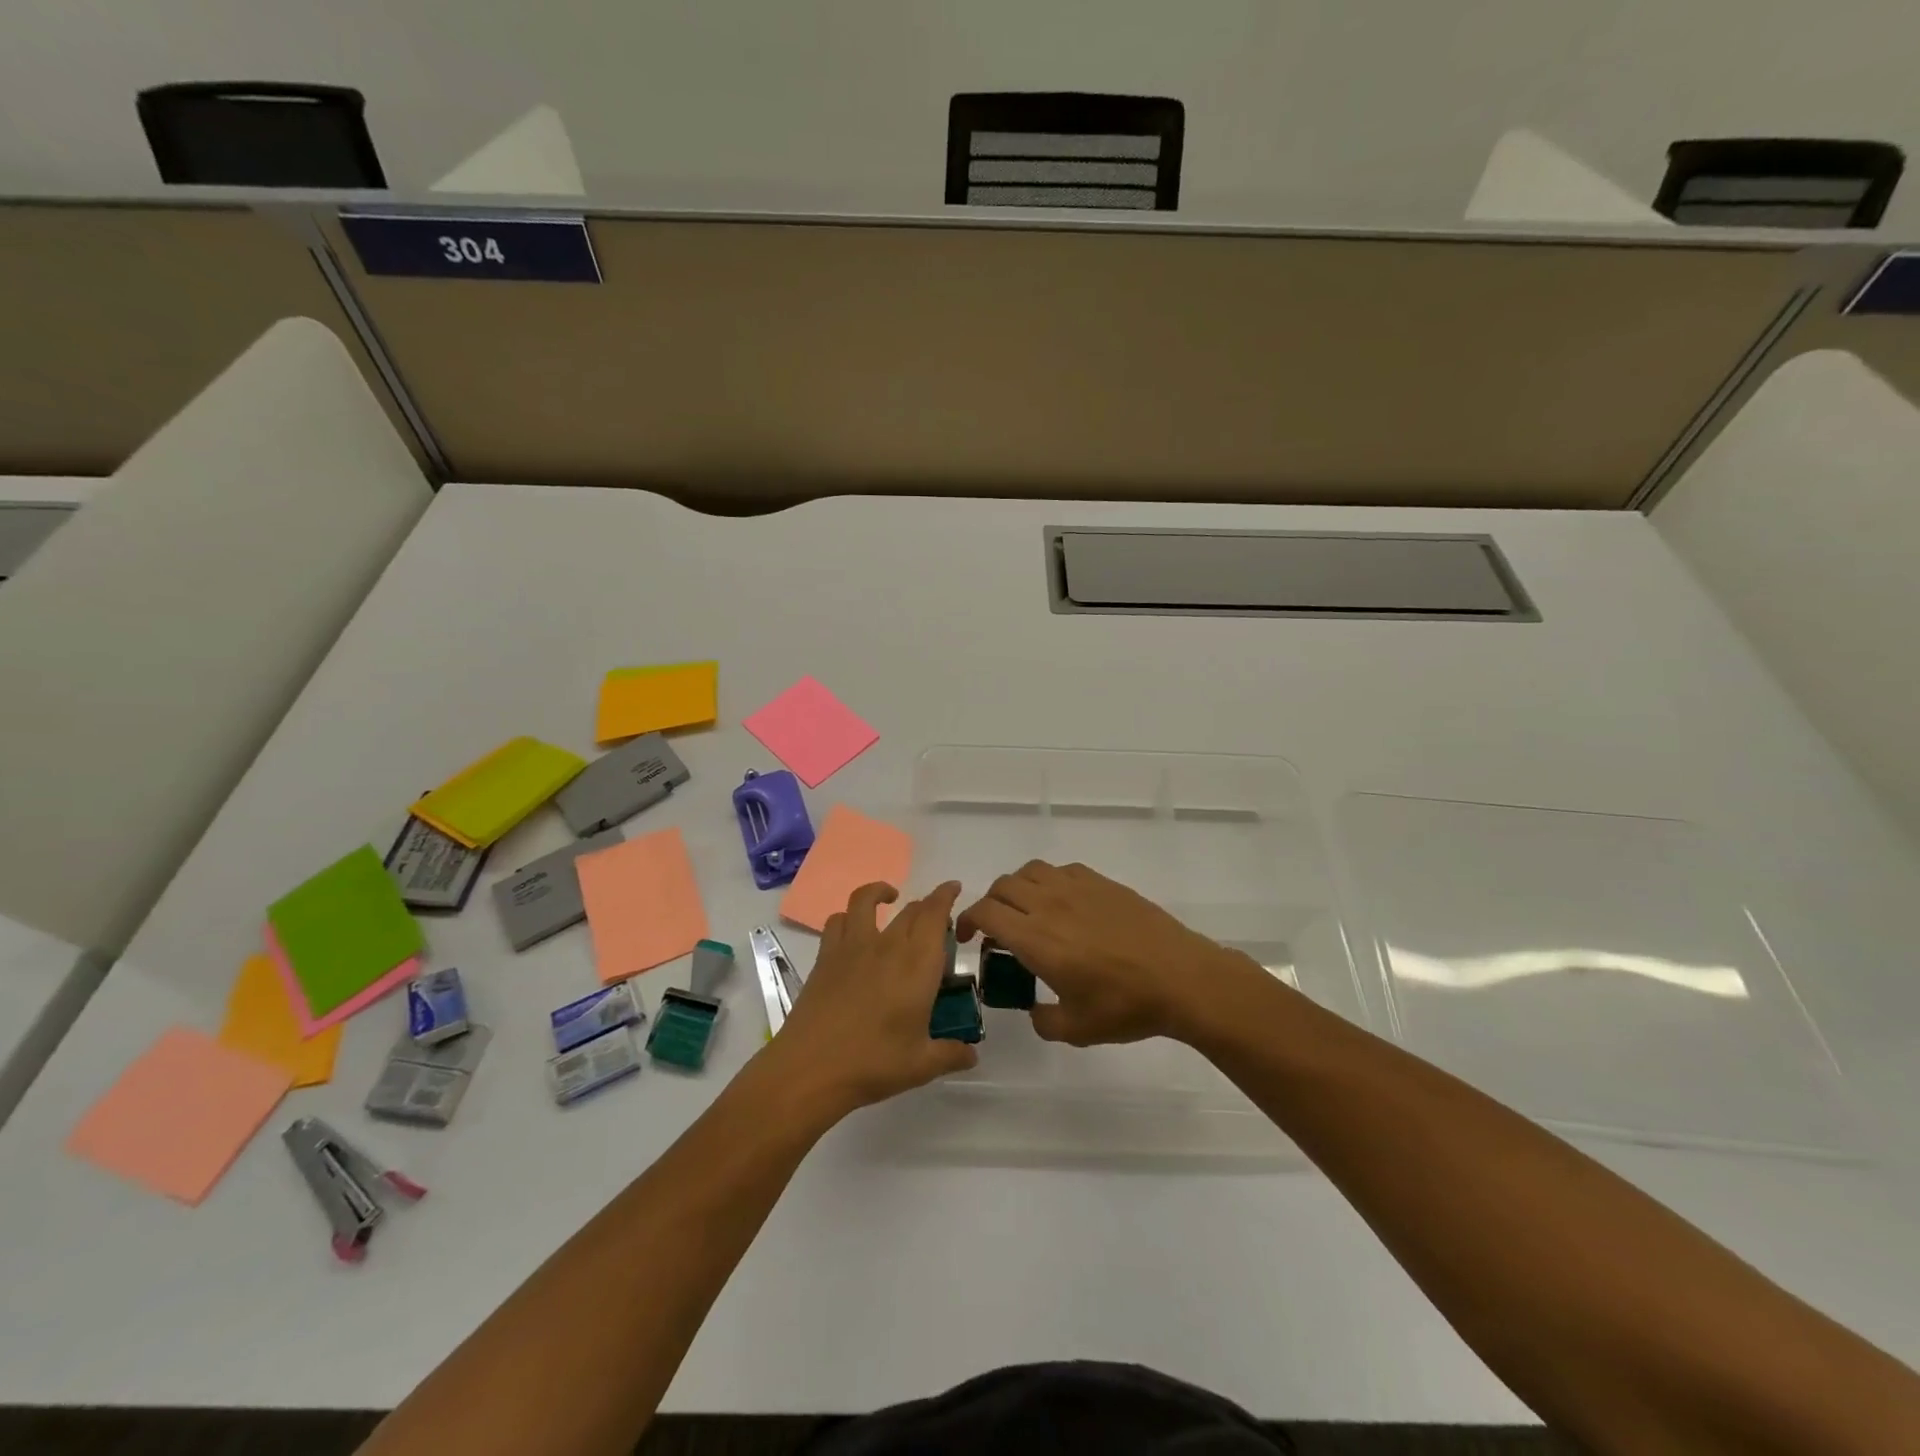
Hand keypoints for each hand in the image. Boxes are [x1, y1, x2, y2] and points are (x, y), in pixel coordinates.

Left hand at [763, 880, 976, 1117]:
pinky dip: (848, 917)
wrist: (811, 1069)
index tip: (953, 888)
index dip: (945, 895)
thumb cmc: (873, 1064)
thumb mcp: (921, 1065)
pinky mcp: (825, 957)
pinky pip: (837, 921)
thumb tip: (972, 1056)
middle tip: (934, 920)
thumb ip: (950, 1055)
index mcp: (917, 964)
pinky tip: (854, 931)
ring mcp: (852, 947)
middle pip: (910, 909)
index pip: (934, 914)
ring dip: (880, 892)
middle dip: (926, 906)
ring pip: (865, 900)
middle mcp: (887, 945)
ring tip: (889, 899)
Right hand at [957, 861, 1253, 1046]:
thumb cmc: (1126, 1006)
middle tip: (996, 931)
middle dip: (989, 905)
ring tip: (1026, 912)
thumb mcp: (1076, 1029)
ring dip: (1017, 888)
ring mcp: (1077, 888)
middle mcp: (1049, 905)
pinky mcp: (1101, 882)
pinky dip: (1048, 882)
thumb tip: (1034, 1011)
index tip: (967, 939)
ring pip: (1030, 871)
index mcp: (1036, 938)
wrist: (1180, 978)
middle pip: (1002, 887)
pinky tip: (1062, 905)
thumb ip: (1043, 1021)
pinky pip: (1061, 870)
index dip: (967, 921)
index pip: (985, 913)